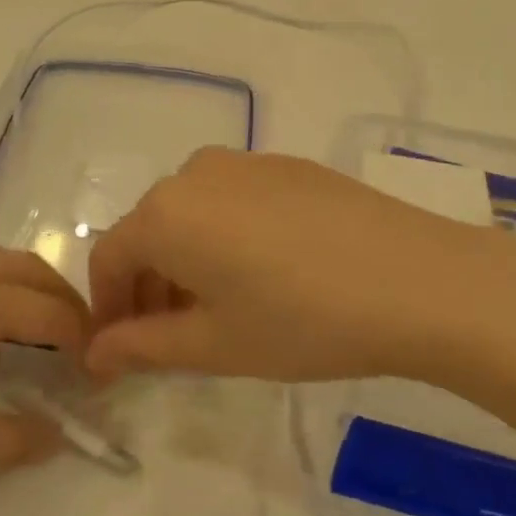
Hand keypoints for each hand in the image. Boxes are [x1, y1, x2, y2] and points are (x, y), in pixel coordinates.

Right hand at [86, 148, 515, 384]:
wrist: (419, 280)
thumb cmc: (302, 321)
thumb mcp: (214, 344)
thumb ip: (142, 346)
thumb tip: (96, 353)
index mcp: (165, 212)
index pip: (108, 258)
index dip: (108, 308)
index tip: (122, 350)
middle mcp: (196, 173)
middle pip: (149, 232)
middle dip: (148, 286)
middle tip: (173, 339)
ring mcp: (247, 162)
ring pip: (192, 214)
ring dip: (187, 261)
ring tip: (221, 310)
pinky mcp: (289, 166)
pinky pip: (233, 201)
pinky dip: (225, 237)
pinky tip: (266, 274)